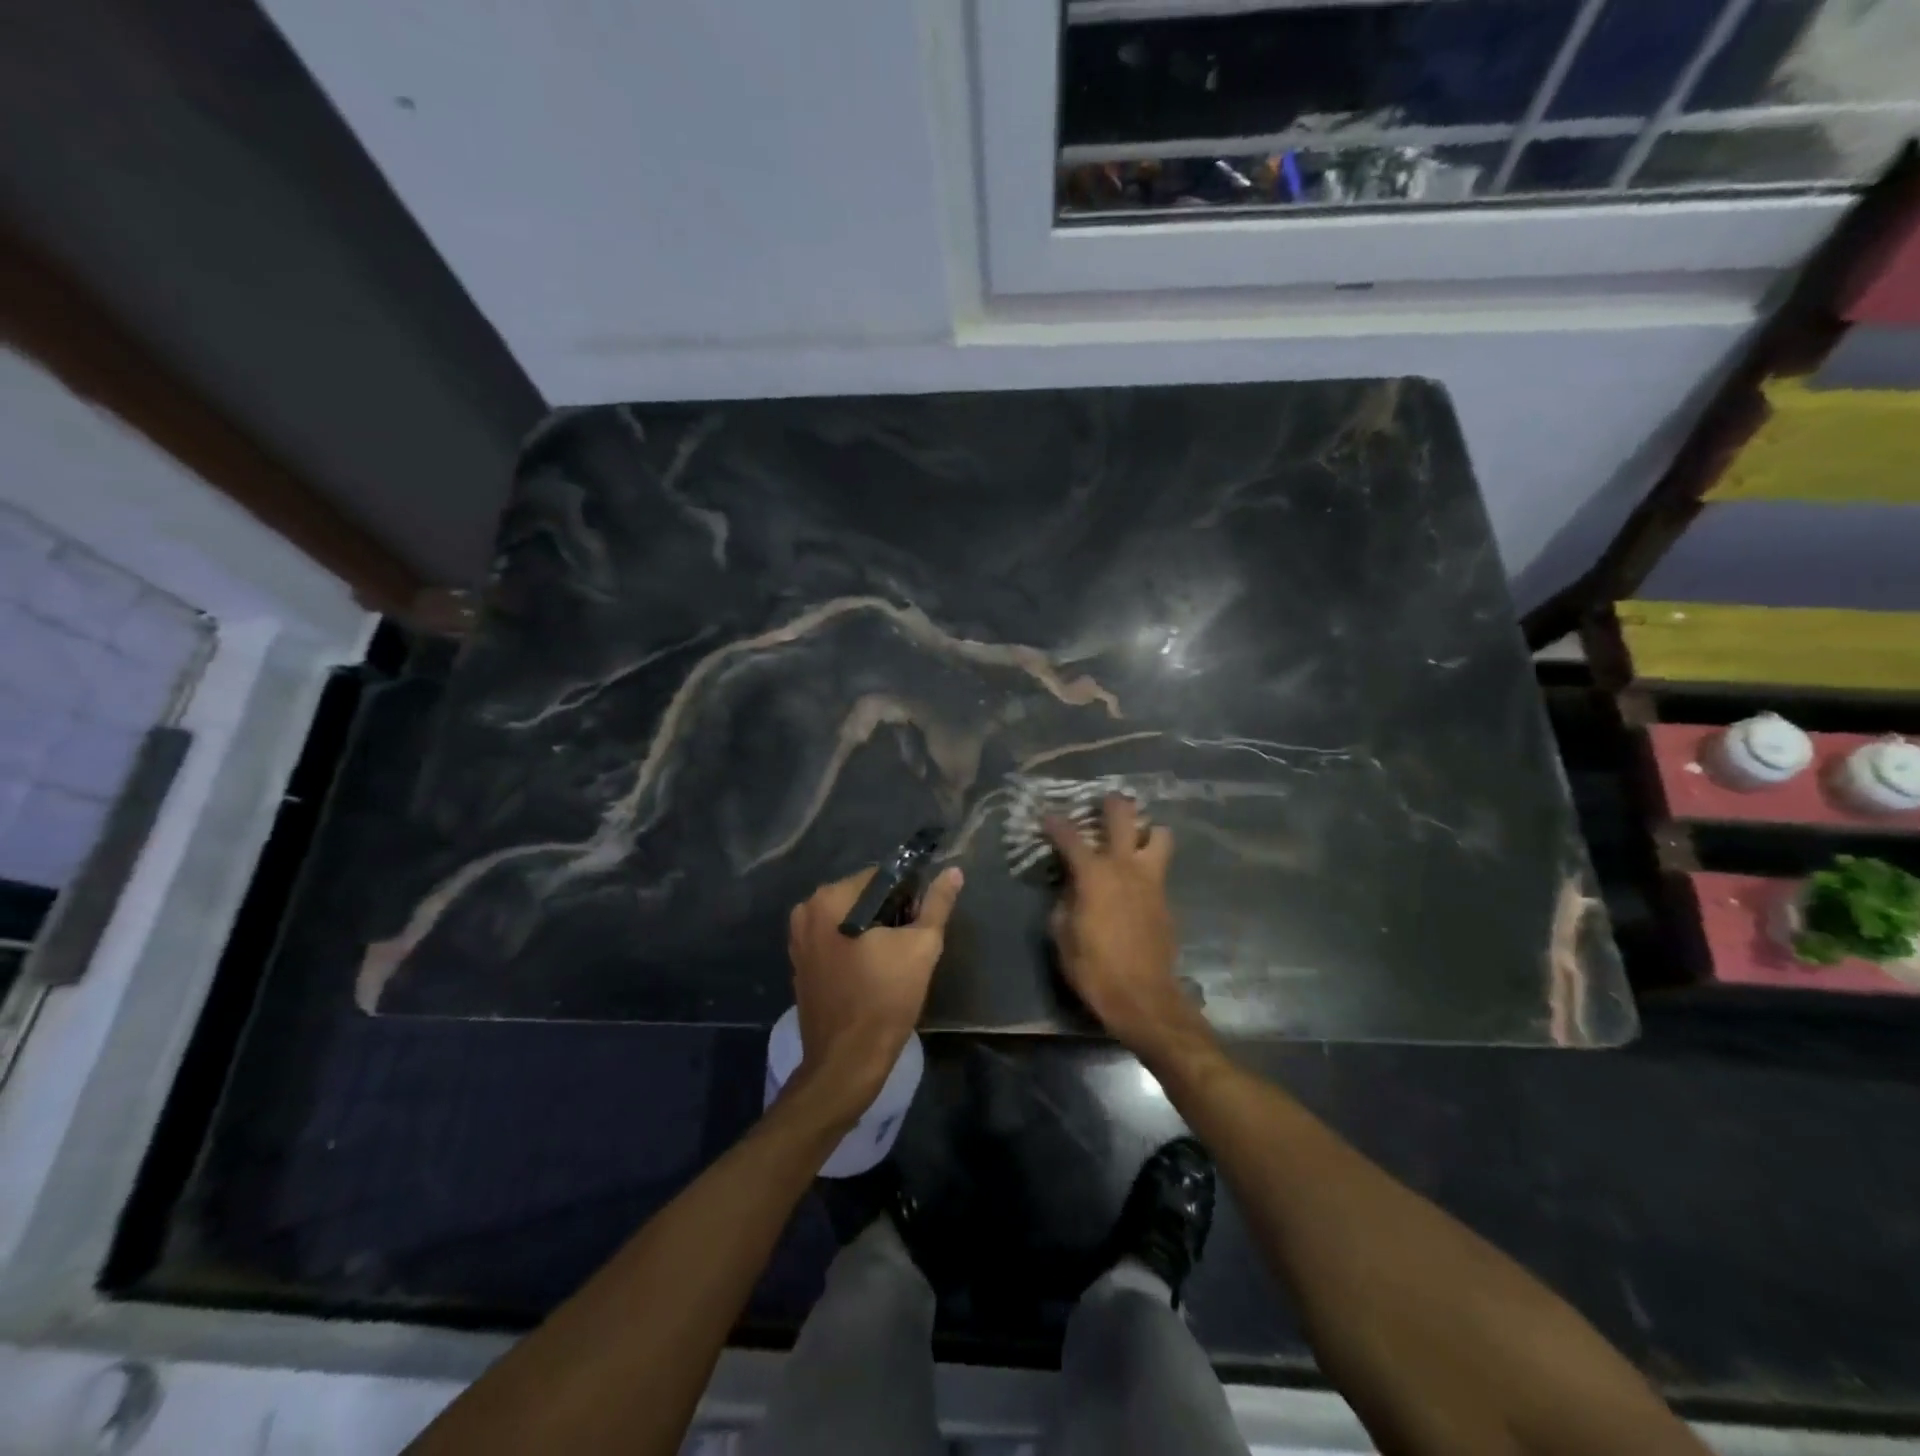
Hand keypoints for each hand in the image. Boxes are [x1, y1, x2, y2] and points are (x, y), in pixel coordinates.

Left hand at [787, 865, 962, 1117]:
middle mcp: (807, 910)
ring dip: (871, 929)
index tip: (919, 922)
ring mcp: (798, 938)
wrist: (847, 1061)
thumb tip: (953, 872)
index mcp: (831, 898)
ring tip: (892, 960)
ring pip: (848, 917)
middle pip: (862, 895)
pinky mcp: (799, 962)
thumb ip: (937, 904)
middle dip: (888, 912)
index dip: (907, 895)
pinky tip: (871, 971)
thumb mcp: (922, 947)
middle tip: (908, 943)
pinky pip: (834, 938)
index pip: (881, 876)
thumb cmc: (886, 999)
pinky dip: (853, 945)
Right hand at [1044, 796, 1204, 1061]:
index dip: (1056, 823)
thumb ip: (1064, 903)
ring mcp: (1151, 881)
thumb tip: (1070, 889)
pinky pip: (1159, 867)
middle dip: (1113, 804)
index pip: (1071, 837)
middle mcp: (1126, 867)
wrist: (1144, 998)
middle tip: (1105, 801)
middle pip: (1124, 818)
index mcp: (1095, 875)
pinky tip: (1136, 878)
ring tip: (1133, 837)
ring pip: (1159, 835)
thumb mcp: (1063, 936)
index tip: (1047, 816)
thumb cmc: (1094, 968)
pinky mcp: (1165, 899)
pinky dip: (1149, 863)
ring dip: (1146, 830)